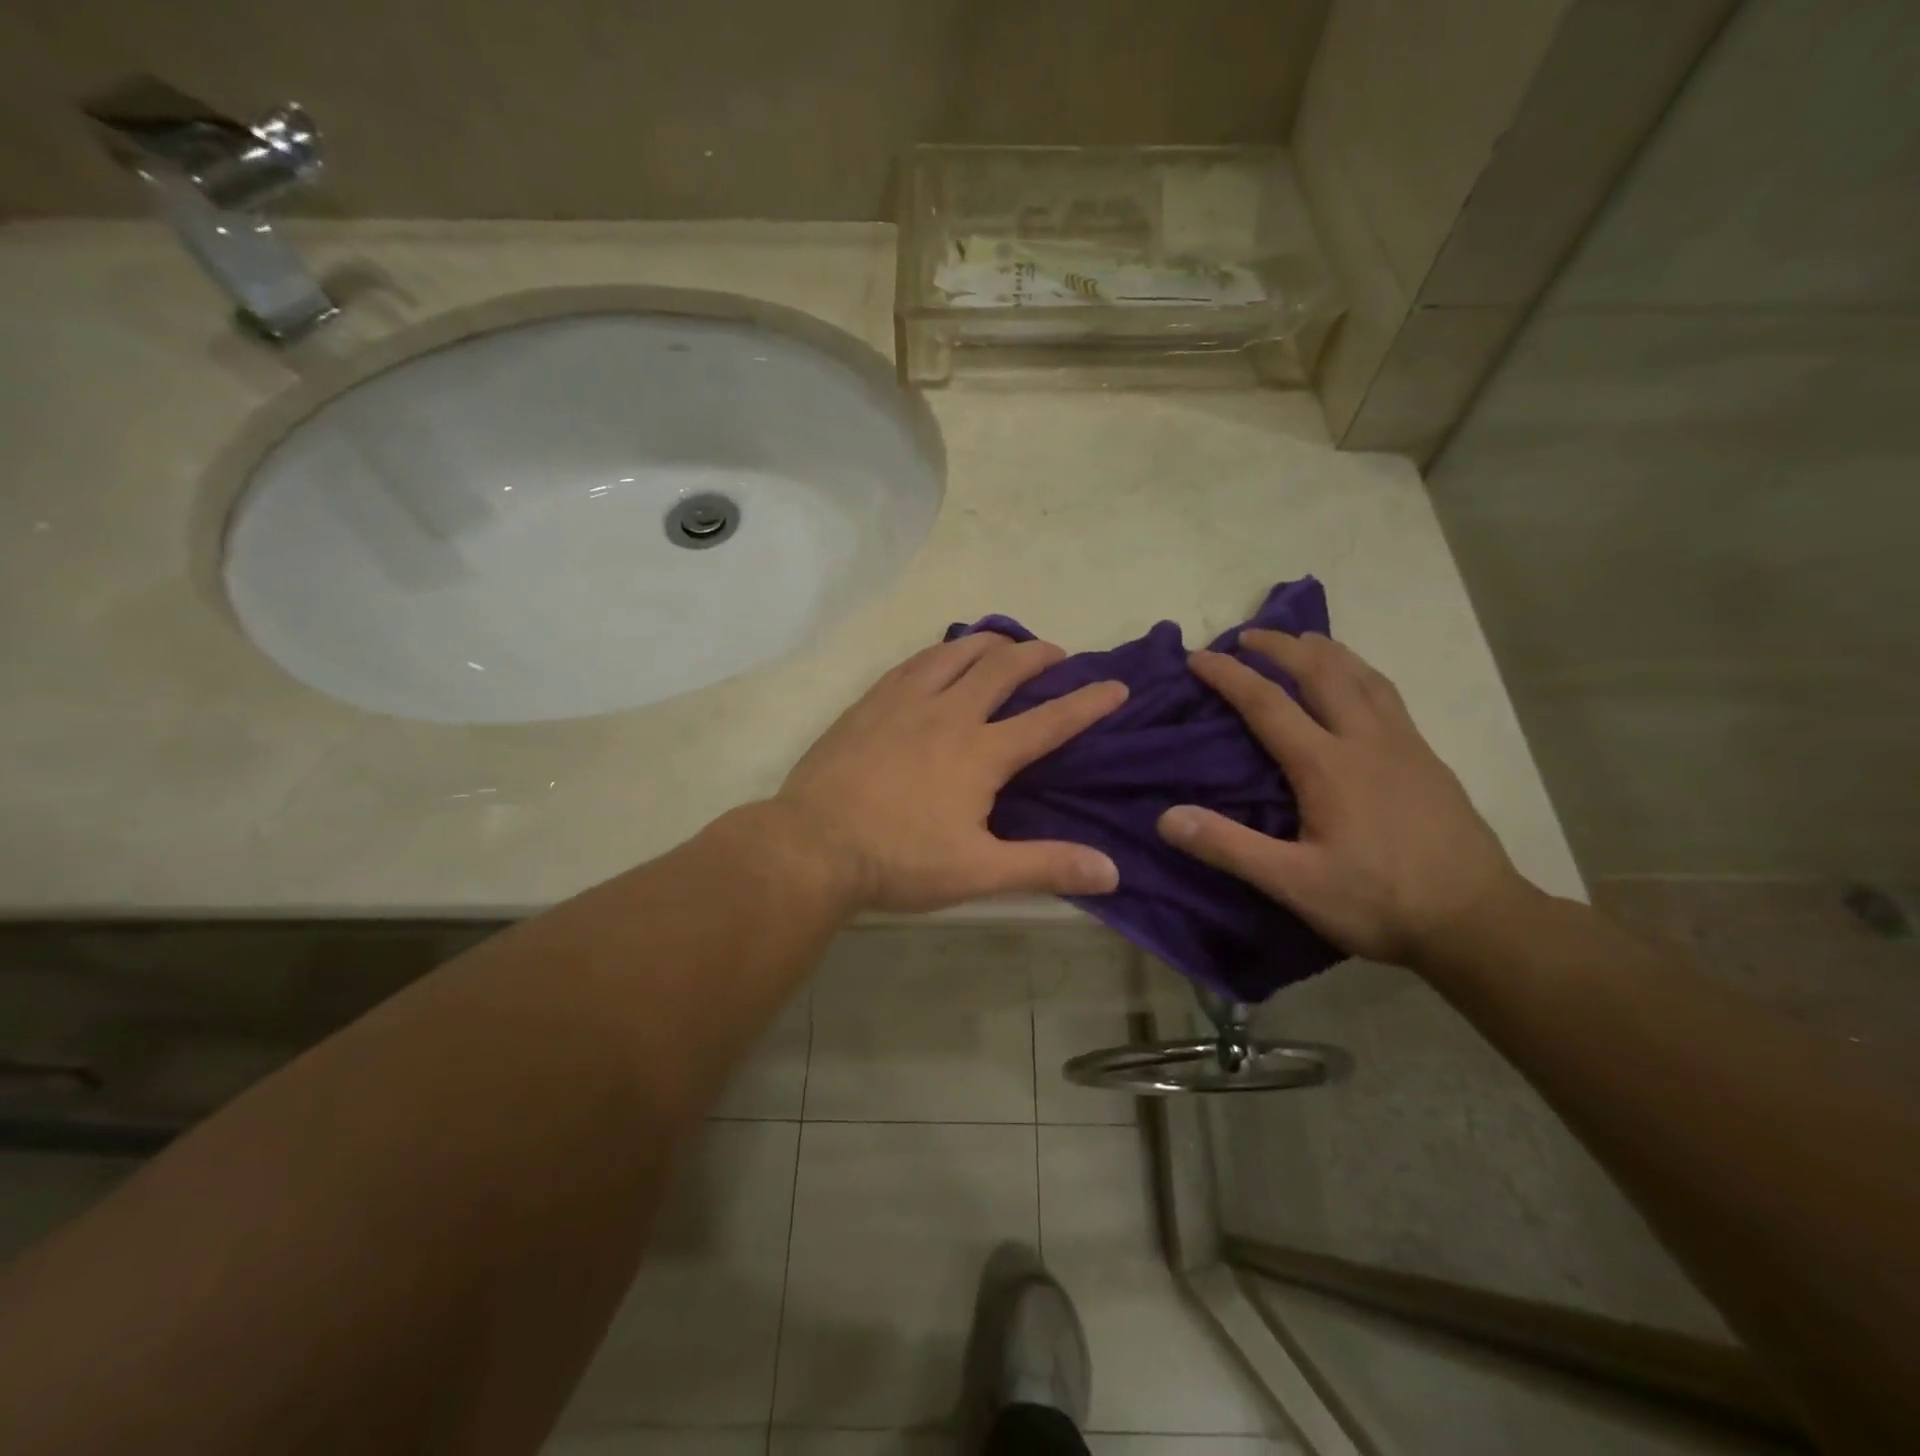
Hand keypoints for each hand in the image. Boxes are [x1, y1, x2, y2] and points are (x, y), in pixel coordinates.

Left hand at [774, 634, 1127, 912]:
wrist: (813, 844)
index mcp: (981, 752)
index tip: (1117, 686)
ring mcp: (905, 702)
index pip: (1049, 720)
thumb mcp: (978, 871)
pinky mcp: (870, 703)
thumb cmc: (899, 859)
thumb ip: (1046, 867)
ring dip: (989, 643)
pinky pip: (914, 663)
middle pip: (1003, 669)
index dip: (1088, 703)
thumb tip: (1111, 871)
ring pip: (956, 653)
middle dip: (1038, 656)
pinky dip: (940, 652)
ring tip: (1005, 643)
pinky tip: (939, 657)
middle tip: (1057, 654)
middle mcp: (949, 713)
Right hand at [1156, 631, 1534, 968]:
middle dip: (1280, 646)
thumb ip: (1229, 847)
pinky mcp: (1428, 758)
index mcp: (1327, 765)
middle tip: (1247, 635)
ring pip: (1362, 676)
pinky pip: (1387, 695)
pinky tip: (1358, 684)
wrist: (1478, 921)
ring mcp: (1404, 745)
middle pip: (1320, 672)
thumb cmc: (1379, 902)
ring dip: (1326, 651)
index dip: (1229, 676)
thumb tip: (1166, 816)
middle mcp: (1366, 740)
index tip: (1198, 657)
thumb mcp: (1294, 884)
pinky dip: (1360, 672)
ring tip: (1302, 641)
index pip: (1267, 704)